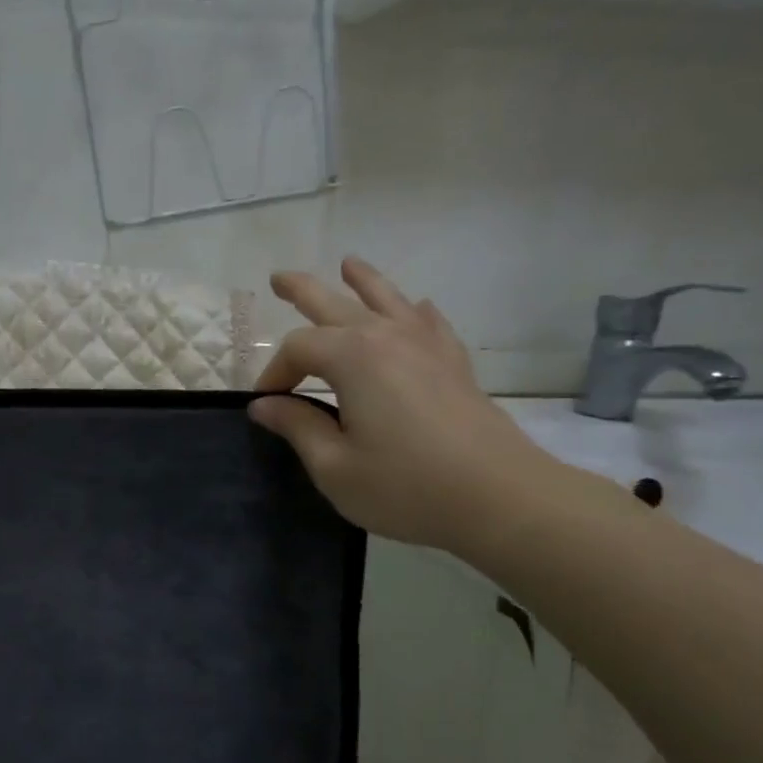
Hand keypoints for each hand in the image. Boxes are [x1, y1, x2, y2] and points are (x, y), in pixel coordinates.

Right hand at [249, 257, 565, 550]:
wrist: (498, 498)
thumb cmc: (405, 486)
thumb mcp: (334, 466)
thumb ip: (297, 427)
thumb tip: (264, 405)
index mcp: (352, 358)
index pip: (298, 348)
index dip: (275, 372)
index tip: (266, 403)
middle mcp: (388, 337)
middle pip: (336, 305)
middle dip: (303, 292)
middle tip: (279, 278)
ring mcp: (428, 346)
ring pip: (388, 300)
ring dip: (363, 281)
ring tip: (349, 264)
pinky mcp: (455, 364)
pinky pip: (430, 323)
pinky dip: (414, 311)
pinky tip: (416, 309)